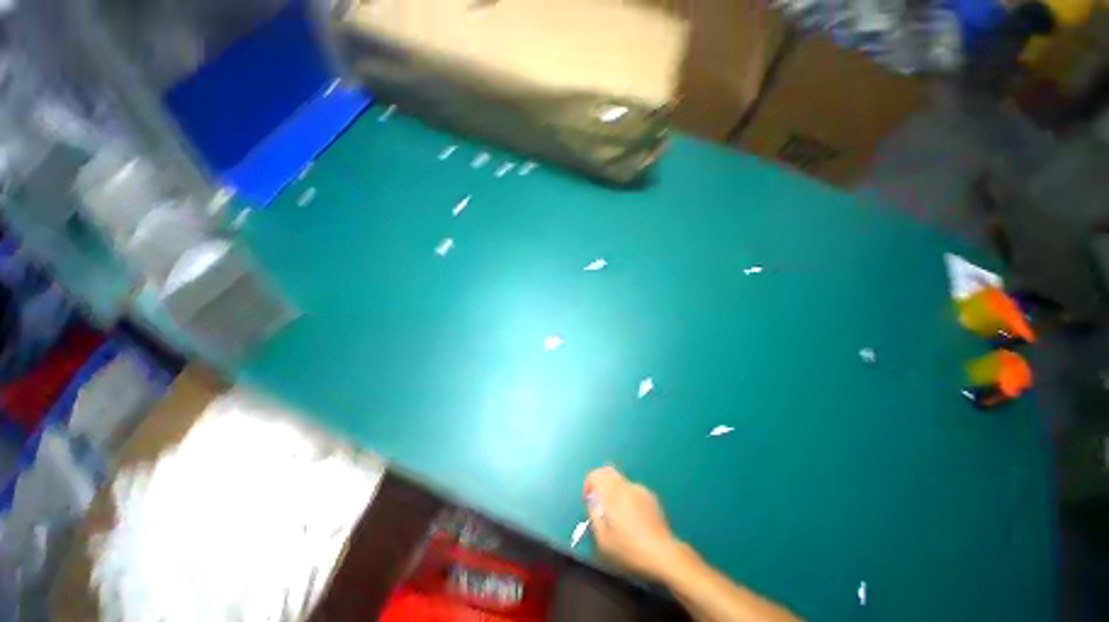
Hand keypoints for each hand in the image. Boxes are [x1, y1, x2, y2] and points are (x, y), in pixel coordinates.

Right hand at [583, 466, 684, 581]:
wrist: (661, 554)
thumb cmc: (627, 548)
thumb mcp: (601, 536)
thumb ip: (594, 513)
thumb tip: (593, 501)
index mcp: (616, 494)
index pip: (598, 473)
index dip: (589, 485)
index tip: (589, 503)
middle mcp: (632, 488)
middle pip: (612, 476)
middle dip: (602, 490)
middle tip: (600, 512)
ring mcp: (646, 494)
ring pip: (624, 486)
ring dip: (615, 497)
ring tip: (616, 522)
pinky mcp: (655, 502)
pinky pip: (635, 494)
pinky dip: (628, 502)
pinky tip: (631, 524)